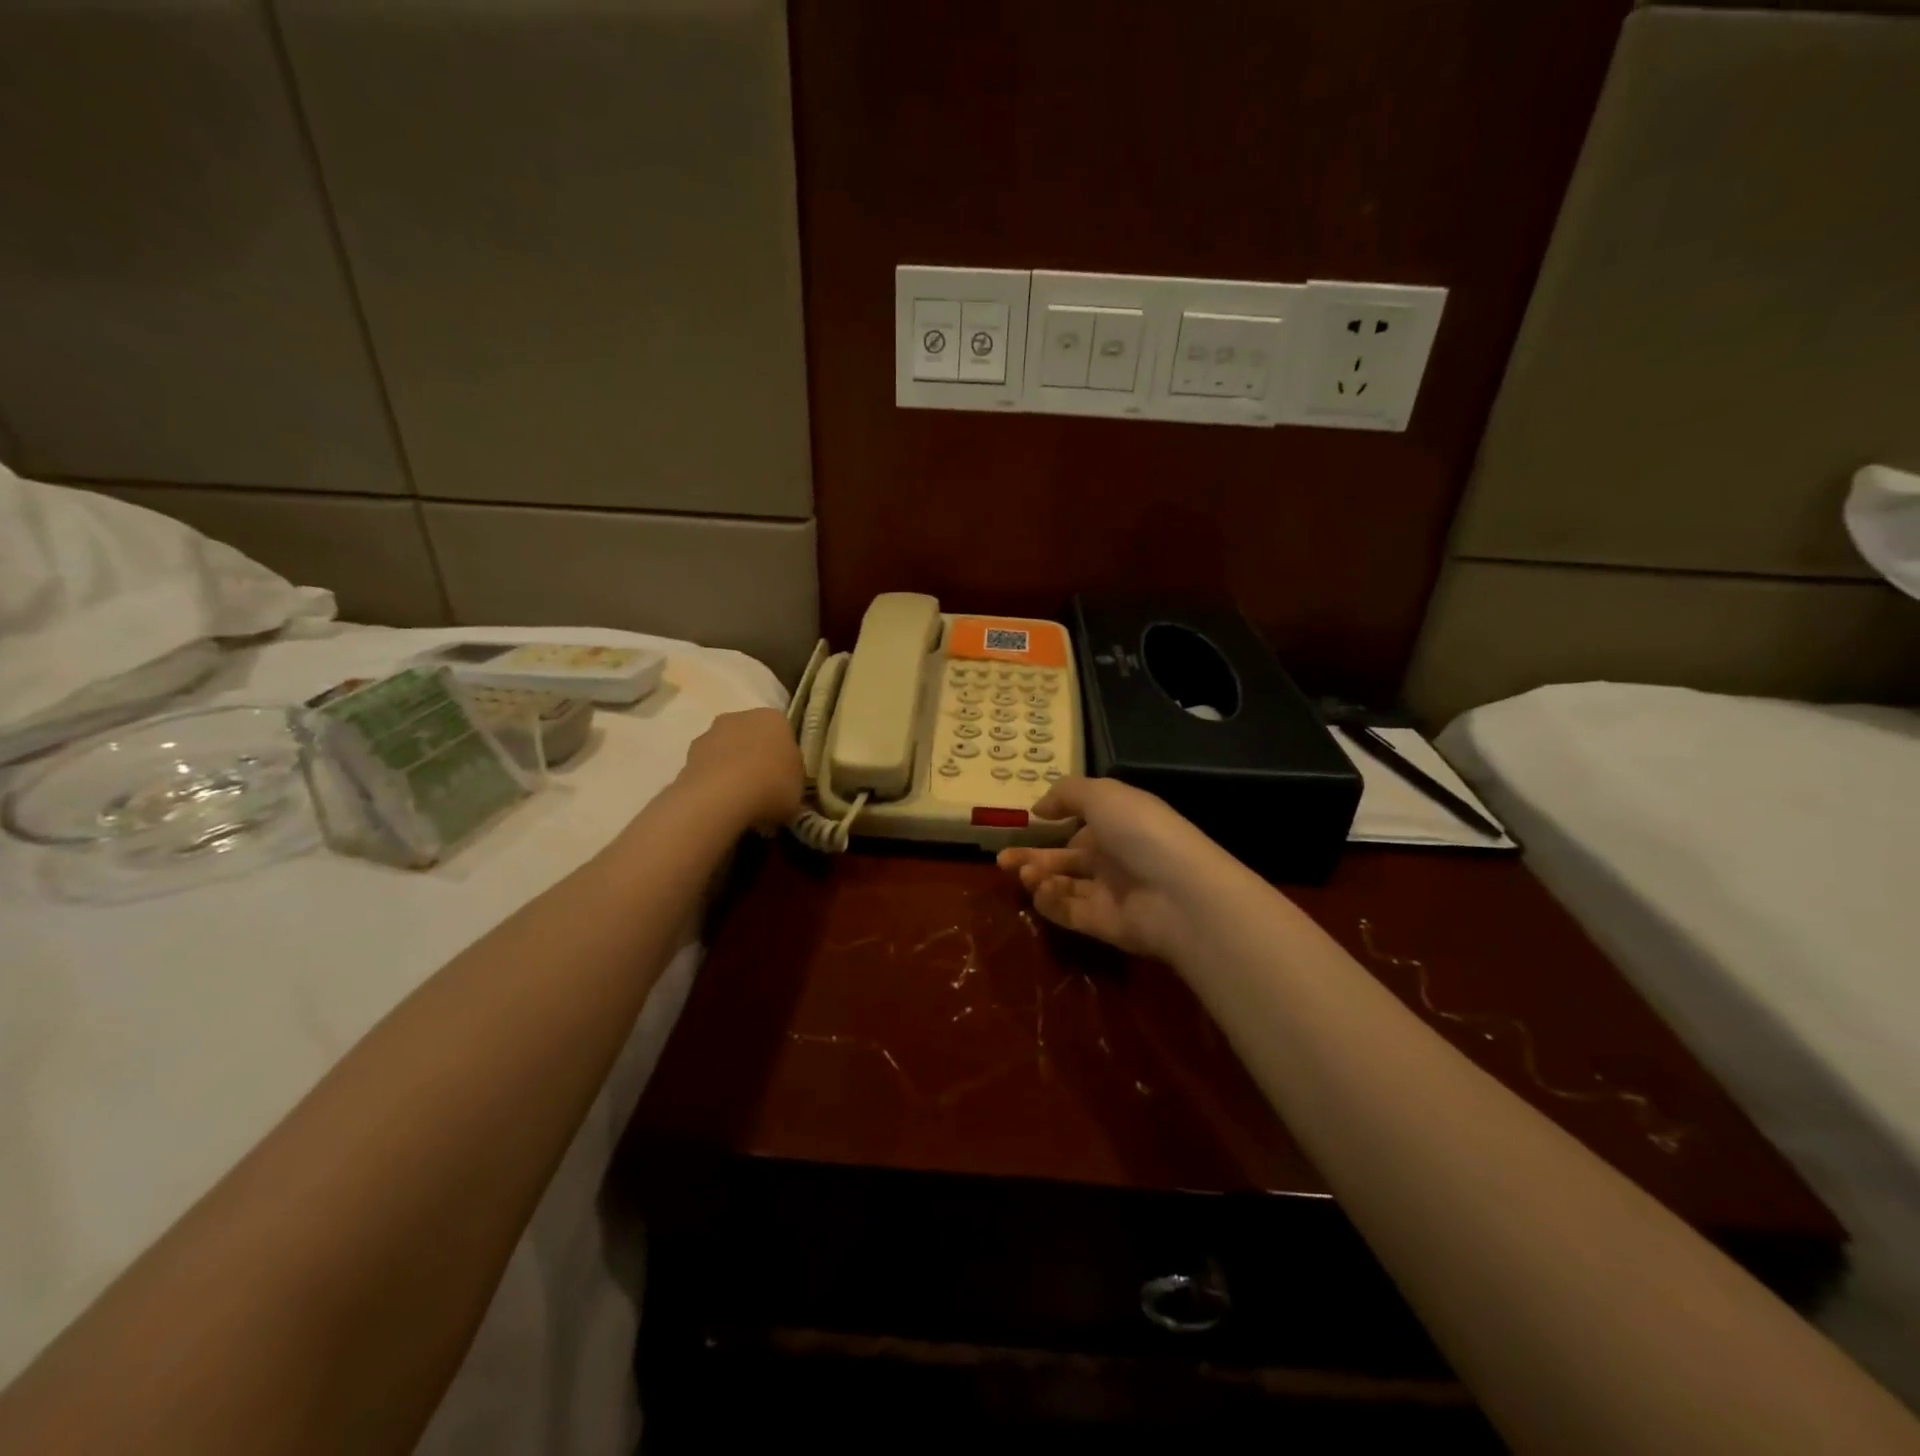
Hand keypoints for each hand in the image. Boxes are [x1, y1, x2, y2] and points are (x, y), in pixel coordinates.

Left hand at [675, 708, 803, 831]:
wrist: (720, 797)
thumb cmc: (772, 786)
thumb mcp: (798, 789)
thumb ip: (792, 781)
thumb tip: (785, 786)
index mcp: (774, 719)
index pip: (783, 735)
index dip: (784, 759)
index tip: (785, 781)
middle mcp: (740, 717)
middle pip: (752, 738)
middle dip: (756, 759)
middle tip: (763, 791)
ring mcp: (710, 734)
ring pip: (726, 752)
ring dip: (731, 770)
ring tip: (739, 803)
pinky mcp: (687, 755)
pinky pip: (707, 769)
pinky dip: (712, 783)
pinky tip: (720, 805)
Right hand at [998, 776, 1231, 962]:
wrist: (1178, 894)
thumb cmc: (1140, 832)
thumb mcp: (1103, 795)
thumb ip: (1066, 794)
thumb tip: (1038, 808)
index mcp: (1119, 823)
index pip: (1084, 822)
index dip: (1056, 820)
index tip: (1028, 821)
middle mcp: (1114, 857)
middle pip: (1066, 858)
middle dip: (1033, 857)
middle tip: (1002, 859)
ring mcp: (1109, 893)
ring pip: (1063, 885)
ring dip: (1038, 878)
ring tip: (1023, 873)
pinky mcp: (1102, 925)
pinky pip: (1068, 912)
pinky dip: (1050, 902)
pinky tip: (1041, 890)